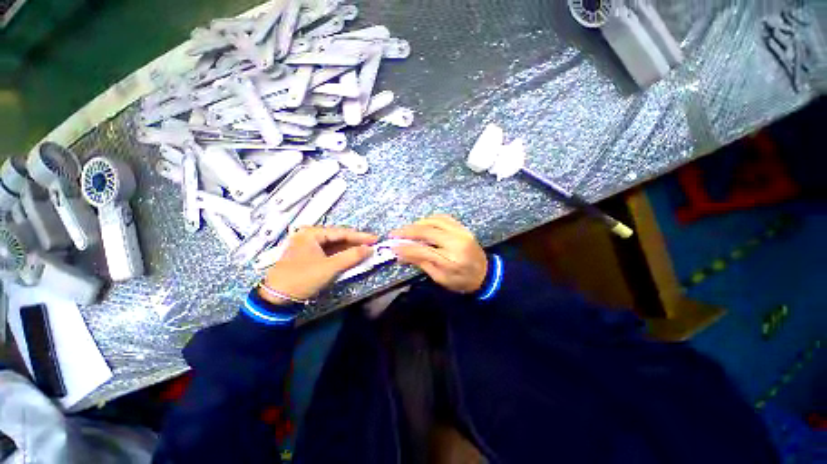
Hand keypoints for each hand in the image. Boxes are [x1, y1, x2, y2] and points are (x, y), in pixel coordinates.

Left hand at [261, 226, 377, 303]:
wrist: (276, 299)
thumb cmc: (303, 278)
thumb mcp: (330, 267)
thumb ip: (352, 256)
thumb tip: (370, 249)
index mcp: (311, 233)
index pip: (342, 232)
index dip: (360, 236)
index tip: (376, 239)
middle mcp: (309, 235)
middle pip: (338, 237)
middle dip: (355, 242)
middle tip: (372, 244)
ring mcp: (308, 246)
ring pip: (334, 245)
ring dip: (349, 249)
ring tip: (365, 250)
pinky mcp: (309, 256)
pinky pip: (329, 252)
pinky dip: (341, 255)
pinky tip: (351, 256)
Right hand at [389, 215, 487, 293]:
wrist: (486, 274)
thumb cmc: (461, 281)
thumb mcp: (439, 278)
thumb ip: (421, 263)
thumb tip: (400, 253)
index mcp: (451, 261)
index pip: (423, 250)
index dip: (406, 247)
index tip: (392, 246)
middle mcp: (457, 242)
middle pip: (427, 231)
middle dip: (408, 231)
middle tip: (394, 233)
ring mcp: (461, 232)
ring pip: (434, 221)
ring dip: (417, 224)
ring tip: (406, 230)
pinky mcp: (463, 227)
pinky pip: (443, 218)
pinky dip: (430, 219)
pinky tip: (422, 224)